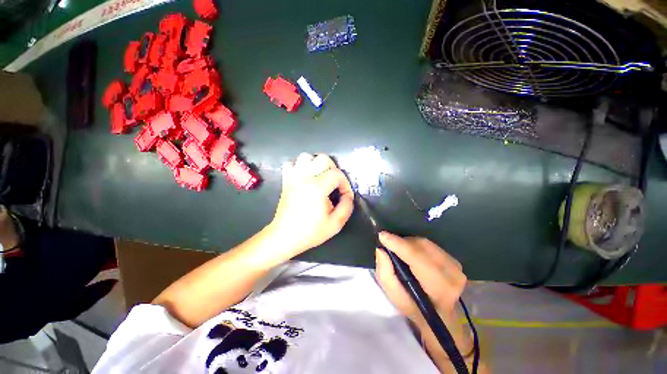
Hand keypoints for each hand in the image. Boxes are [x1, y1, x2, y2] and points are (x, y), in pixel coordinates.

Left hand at [267, 153, 353, 260]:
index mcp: (317, 187)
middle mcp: (304, 177)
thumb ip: (346, 207)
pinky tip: (304, 178)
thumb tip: (348, 195)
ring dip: (316, 164)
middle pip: (323, 159)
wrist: (285, 236)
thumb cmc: (310, 232)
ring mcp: (293, 177)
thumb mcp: (335, 224)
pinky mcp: (285, 181)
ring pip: (306, 157)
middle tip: (334, 185)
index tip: (344, 196)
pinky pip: (291, 164)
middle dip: (333, 170)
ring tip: (320, 178)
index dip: (345, 184)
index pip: (337, 174)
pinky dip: (299, 167)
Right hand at [375, 232, 470, 354]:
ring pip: (430, 245)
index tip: (382, 235)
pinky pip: (435, 247)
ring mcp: (458, 266)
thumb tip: (381, 250)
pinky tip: (412, 252)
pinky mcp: (457, 261)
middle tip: (389, 242)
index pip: (417, 258)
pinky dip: (421, 247)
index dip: (399, 245)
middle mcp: (452, 273)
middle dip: (404, 242)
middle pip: (424, 247)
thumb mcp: (396, 298)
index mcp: (439, 287)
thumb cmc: (416, 310)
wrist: (441, 316)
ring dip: (412, 243)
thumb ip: (386, 275)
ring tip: (399, 247)